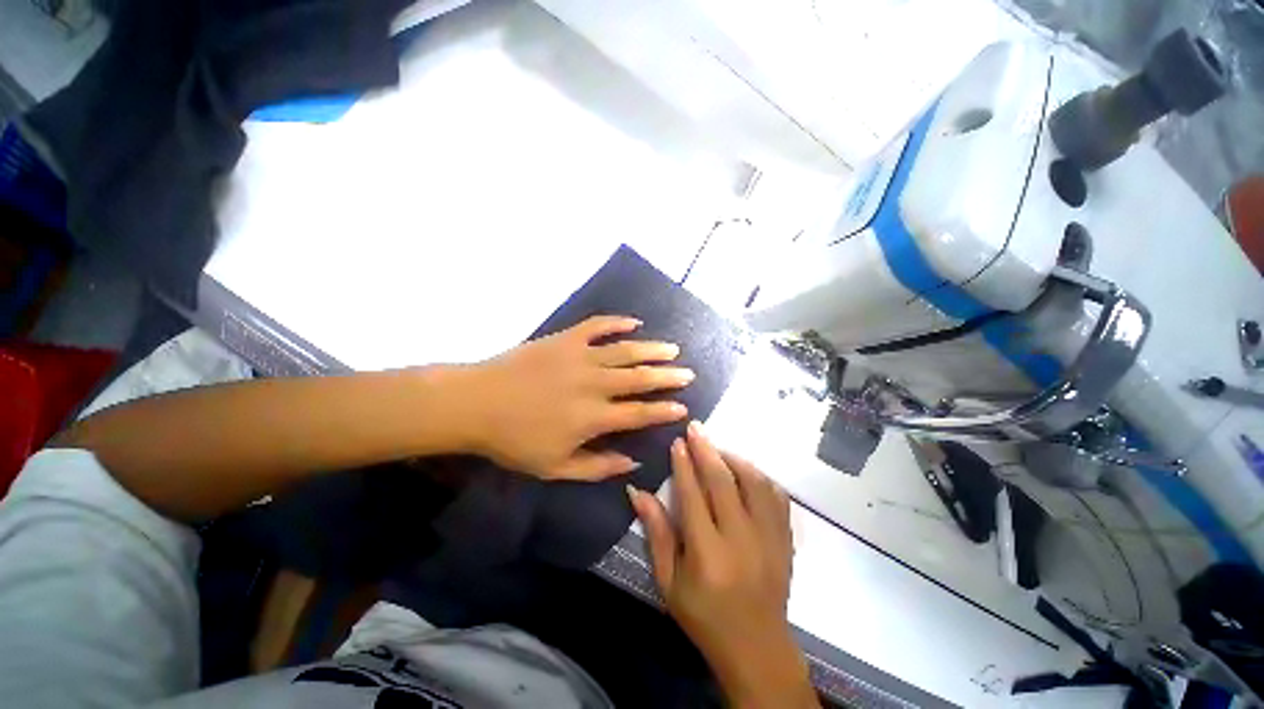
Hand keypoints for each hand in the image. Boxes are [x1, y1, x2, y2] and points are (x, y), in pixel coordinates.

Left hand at [455, 315, 693, 479]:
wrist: (476, 403)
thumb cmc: (514, 440)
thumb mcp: (555, 468)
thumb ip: (597, 467)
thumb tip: (633, 463)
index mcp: (592, 417)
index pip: (639, 413)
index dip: (663, 410)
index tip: (682, 407)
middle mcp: (593, 384)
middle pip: (639, 378)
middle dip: (667, 377)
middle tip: (687, 373)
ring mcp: (580, 357)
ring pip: (626, 350)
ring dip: (652, 349)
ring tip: (672, 348)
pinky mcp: (565, 339)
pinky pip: (597, 326)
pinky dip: (617, 322)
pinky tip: (634, 322)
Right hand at [628, 422, 816, 708]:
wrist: (757, 647)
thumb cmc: (704, 616)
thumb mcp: (668, 581)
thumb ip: (656, 533)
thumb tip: (637, 492)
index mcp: (707, 553)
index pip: (693, 495)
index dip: (683, 465)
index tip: (677, 442)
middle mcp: (741, 540)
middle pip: (723, 481)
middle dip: (706, 449)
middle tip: (696, 428)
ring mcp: (769, 538)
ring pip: (754, 482)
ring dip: (734, 458)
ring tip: (718, 448)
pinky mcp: (786, 540)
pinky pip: (777, 496)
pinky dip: (761, 477)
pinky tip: (746, 472)